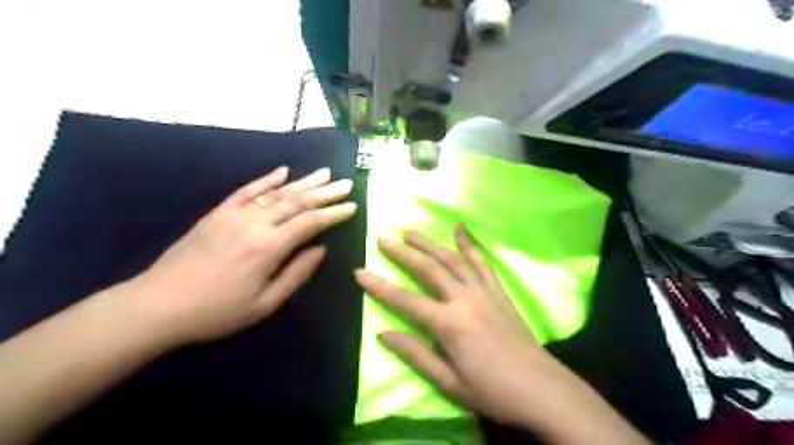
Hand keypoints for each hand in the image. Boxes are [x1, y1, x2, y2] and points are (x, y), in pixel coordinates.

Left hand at [127, 165, 355, 345]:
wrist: (157, 305)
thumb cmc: (217, 312)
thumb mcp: (265, 304)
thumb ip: (296, 274)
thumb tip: (321, 249)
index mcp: (269, 247)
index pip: (310, 222)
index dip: (333, 213)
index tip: (352, 206)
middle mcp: (255, 223)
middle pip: (297, 201)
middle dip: (325, 192)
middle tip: (346, 183)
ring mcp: (234, 215)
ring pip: (276, 192)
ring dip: (303, 182)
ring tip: (324, 173)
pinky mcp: (217, 213)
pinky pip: (245, 190)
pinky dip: (266, 179)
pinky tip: (282, 171)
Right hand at [356, 227, 647, 442]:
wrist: (542, 389)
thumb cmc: (492, 391)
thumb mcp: (449, 383)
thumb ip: (415, 354)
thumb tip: (384, 333)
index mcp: (449, 324)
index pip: (405, 300)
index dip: (379, 286)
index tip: (359, 272)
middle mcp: (464, 300)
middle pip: (428, 269)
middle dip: (403, 253)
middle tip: (383, 239)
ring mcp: (484, 292)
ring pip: (452, 260)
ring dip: (430, 244)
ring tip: (410, 232)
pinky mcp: (499, 291)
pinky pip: (482, 263)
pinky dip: (469, 244)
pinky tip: (459, 229)